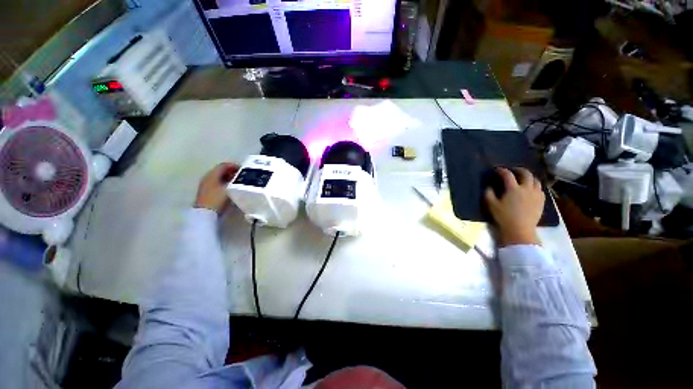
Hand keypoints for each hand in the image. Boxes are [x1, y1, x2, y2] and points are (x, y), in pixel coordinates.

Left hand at [194, 163, 239, 213]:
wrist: (205, 213)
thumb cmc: (217, 198)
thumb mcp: (229, 188)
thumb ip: (236, 181)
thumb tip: (242, 177)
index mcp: (212, 174)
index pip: (224, 165)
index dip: (234, 166)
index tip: (243, 170)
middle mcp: (208, 177)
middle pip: (221, 171)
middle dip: (232, 172)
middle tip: (242, 176)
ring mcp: (206, 185)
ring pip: (219, 177)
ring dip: (228, 178)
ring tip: (238, 183)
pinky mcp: (207, 192)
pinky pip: (217, 183)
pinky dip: (225, 183)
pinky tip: (231, 189)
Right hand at [485, 167, 544, 246]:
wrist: (520, 230)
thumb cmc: (503, 217)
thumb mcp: (491, 205)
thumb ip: (489, 193)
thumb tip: (490, 186)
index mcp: (513, 189)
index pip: (507, 174)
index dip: (501, 170)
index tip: (496, 169)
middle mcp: (526, 188)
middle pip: (526, 174)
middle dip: (518, 170)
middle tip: (513, 170)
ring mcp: (536, 194)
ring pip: (536, 180)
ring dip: (529, 177)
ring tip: (523, 178)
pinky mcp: (541, 201)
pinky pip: (540, 189)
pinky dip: (535, 185)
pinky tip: (531, 189)